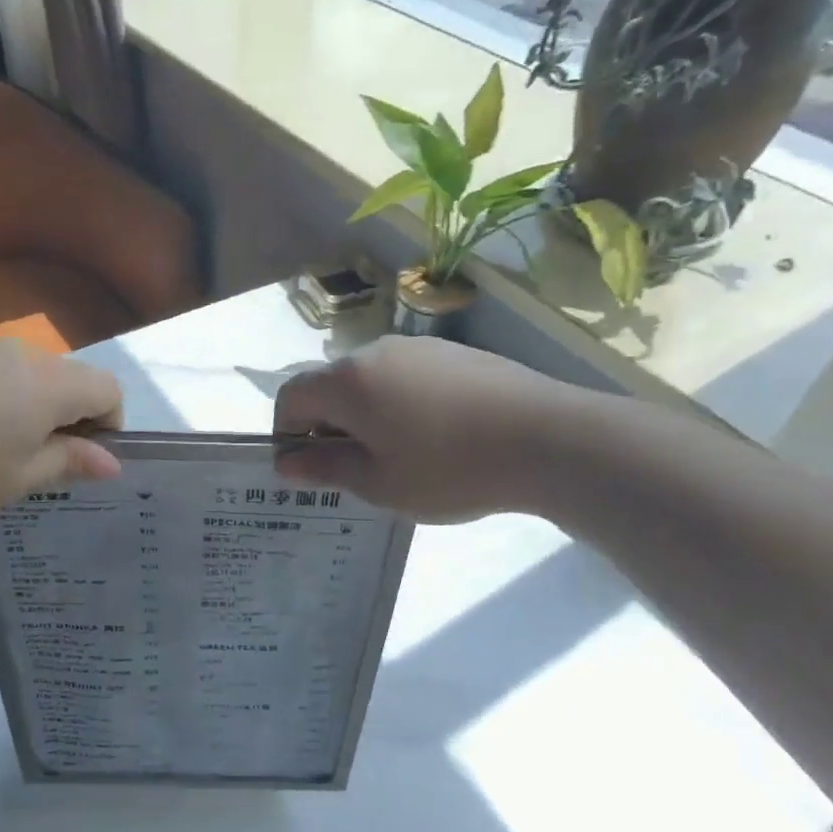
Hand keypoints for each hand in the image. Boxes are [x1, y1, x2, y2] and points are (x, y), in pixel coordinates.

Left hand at [0, 339, 123, 521]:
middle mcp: (21, 354)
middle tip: (38, 465)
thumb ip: (68, 464)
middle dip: (69, 419)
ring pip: (27, 377)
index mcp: (50, 385)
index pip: (109, 389)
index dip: (110, 425)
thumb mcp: (16, 480)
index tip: (83, 460)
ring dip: (30, 410)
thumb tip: (110, 462)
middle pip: (69, 380)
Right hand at [273, 337, 591, 522]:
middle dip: (329, 427)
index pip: (291, 396)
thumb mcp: (379, 483)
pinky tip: (436, 437)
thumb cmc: (448, 468)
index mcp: (347, 381)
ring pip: (370, 381)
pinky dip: (400, 405)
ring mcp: (419, 348)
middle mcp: (375, 352)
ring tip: (400, 458)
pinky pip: (406, 377)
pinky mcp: (454, 353)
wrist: (546, 438)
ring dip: (366, 416)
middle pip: (330, 386)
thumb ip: (326, 469)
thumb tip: (287, 463)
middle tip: (356, 472)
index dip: (286, 433)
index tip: (307, 470)